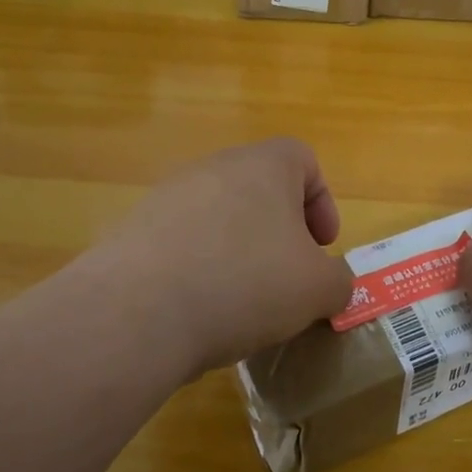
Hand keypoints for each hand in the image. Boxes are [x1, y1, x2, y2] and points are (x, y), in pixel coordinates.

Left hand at [85, 138, 353, 381]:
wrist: (136, 313)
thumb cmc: (245, 283)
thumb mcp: (316, 289)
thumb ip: (338, 282)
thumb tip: (331, 285)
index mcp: (264, 165)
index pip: (303, 159)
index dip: (322, 202)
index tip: (321, 247)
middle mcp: (214, 168)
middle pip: (260, 189)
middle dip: (281, 231)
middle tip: (288, 276)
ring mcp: (167, 197)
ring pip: (220, 217)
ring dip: (239, 251)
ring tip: (242, 302)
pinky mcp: (133, 231)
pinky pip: (181, 243)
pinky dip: (198, 269)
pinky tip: (198, 312)